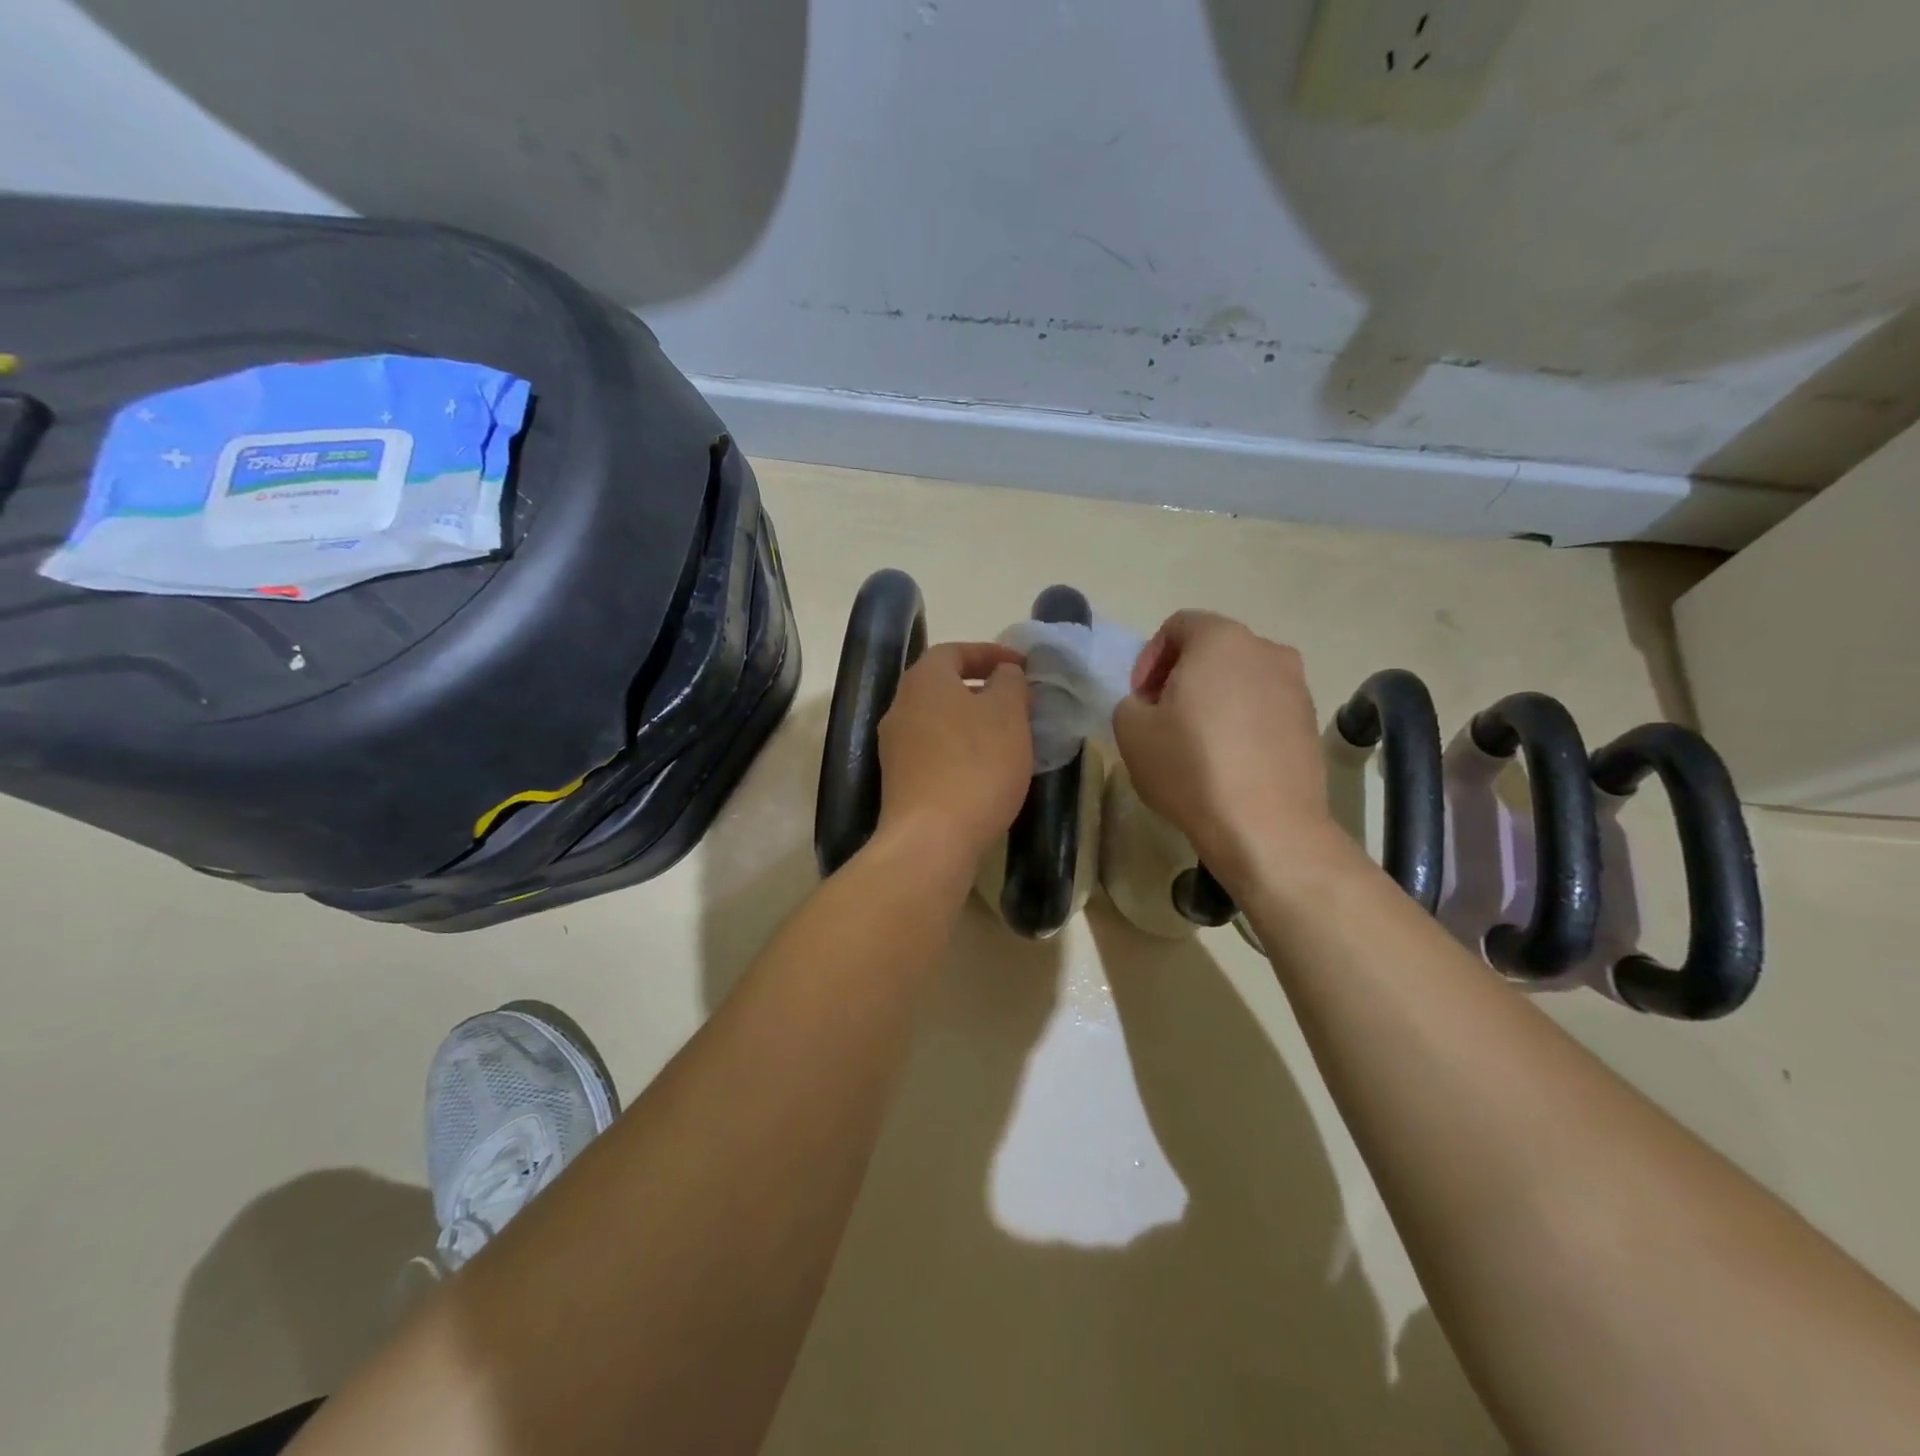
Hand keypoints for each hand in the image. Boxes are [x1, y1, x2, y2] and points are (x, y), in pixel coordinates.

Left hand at [874, 641, 1032, 872]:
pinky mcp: (898, 781)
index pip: (954, 651)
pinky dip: (960, 751)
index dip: (990, 653)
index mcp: (924, 681)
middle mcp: (900, 707)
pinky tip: (985, 770)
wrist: (932, 839)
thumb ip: (1009, 683)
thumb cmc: (976, 765)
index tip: (1023, 667)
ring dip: (971, 722)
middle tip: (1017, 701)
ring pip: (939, 721)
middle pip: (942, 686)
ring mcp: (895, 747)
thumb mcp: (1008, 715)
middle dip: (981, 689)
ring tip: (1007, 737)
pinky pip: (934, 752)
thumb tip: (1003, 674)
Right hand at [1113, 611, 1342, 888]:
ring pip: (1241, 680)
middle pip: (1213, 651)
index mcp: (1221, 640)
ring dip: (1214, 700)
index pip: (1178, 626)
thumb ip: (1131, 702)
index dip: (1149, 658)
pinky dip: (1242, 723)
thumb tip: (1151, 705)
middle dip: (1182, 677)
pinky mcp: (1310, 723)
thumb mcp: (1131, 730)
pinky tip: (1227, 762)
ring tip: (1195, 743)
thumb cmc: (1191, 767)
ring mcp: (1297, 687)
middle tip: (1162, 717)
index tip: (1140, 698)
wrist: (1266, 827)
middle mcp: (1267, 651)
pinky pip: (1264, 709)